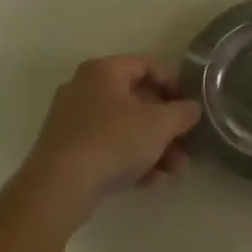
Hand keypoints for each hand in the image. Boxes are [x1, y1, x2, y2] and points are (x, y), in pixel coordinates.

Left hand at [20, 56, 202, 207]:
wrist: (59, 186)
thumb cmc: (113, 141)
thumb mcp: (158, 125)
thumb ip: (181, 113)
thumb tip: (192, 108)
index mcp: (103, 71)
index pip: (146, 65)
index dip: (173, 83)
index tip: (189, 105)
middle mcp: (84, 88)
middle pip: (136, 100)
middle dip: (166, 125)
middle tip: (186, 145)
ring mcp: (72, 120)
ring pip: (123, 127)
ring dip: (153, 146)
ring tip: (175, 171)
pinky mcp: (67, 149)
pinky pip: (107, 146)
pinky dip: (129, 158)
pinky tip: (150, 180)